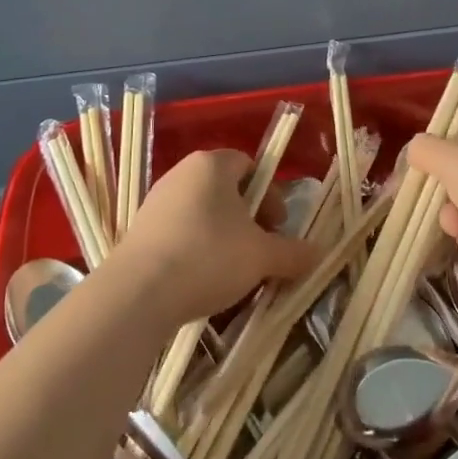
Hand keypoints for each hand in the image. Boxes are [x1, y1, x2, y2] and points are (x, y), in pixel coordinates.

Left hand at [110, 150, 318, 325]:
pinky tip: (202, 280)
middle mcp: (182, 173)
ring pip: (202, 212)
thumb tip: (319, 253)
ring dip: (223, 236)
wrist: (138, 294)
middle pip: (226, 189)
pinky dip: (196, 249)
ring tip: (233, 271)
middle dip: (248, 218)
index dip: (271, 194)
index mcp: (212, 164)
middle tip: (260, 250)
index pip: (250, 165)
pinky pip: (179, 232)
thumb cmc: (209, 257)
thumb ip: (292, 252)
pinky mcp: (139, 231)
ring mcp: (156, 201)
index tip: (277, 227)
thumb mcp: (262, 256)